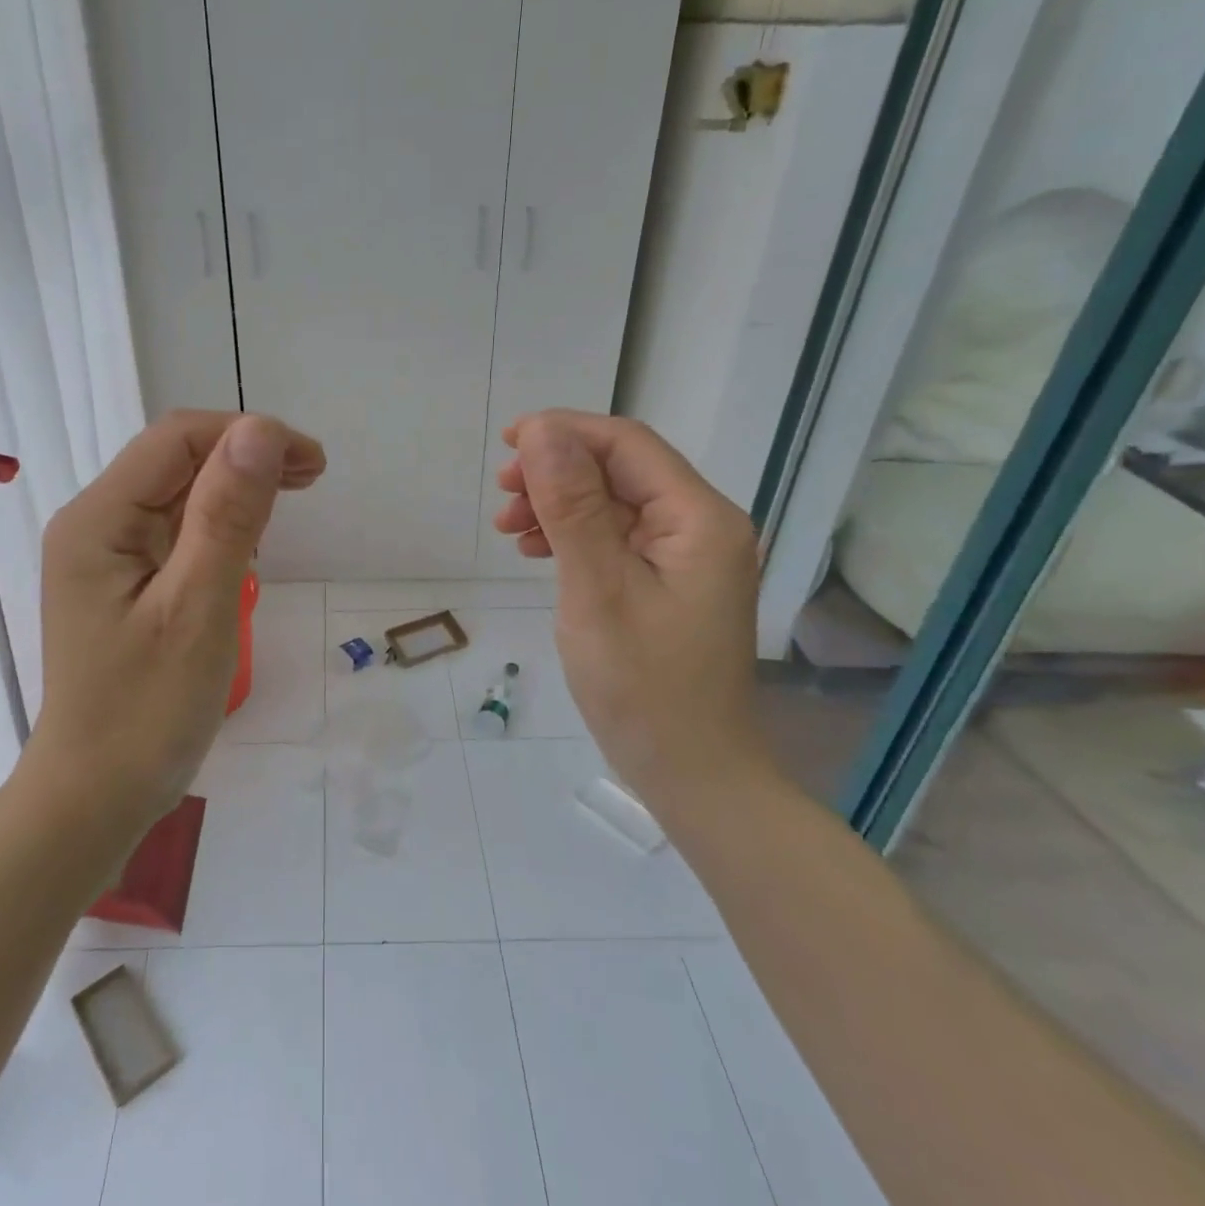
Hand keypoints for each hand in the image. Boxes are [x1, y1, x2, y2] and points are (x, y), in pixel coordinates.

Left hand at [28, 410, 324, 827]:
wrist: (95, 797)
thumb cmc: (146, 712)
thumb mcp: (197, 610)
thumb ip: (227, 517)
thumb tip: (259, 430)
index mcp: (98, 520)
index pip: (177, 439)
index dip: (249, 435)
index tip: (311, 465)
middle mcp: (94, 524)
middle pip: (175, 460)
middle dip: (246, 458)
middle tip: (313, 479)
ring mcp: (105, 555)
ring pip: (178, 493)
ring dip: (236, 488)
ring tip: (291, 499)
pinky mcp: (122, 583)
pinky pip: (174, 531)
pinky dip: (219, 524)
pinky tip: (250, 540)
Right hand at [491, 410, 764, 808]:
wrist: (692, 773)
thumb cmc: (644, 686)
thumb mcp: (596, 589)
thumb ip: (571, 506)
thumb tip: (543, 432)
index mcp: (698, 518)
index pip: (627, 444)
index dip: (564, 433)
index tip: (506, 445)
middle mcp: (701, 526)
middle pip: (621, 470)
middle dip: (557, 471)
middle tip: (503, 496)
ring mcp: (687, 558)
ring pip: (613, 504)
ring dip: (559, 505)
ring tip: (509, 528)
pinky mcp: (668, 584)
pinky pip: (616, 540)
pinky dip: (574, 537)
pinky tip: (538, 551)